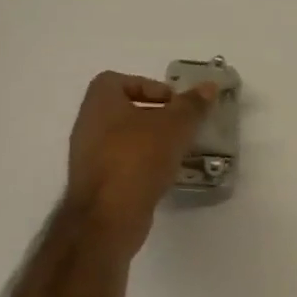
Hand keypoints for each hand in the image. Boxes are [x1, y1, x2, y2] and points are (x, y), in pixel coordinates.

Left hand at [62, 72, 213, 247]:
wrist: (109, 216)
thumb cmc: (139, 157)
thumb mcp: (176, 125)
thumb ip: (193, 104)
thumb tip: (209, 86)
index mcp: (100, 103)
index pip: (117, 80)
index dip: (146, 86)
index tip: (172, 103)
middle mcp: (87, 126)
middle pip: (123, 110)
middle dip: (154, 116)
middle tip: (180, 126)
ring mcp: (88, 157)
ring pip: (123, 139)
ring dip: (150, 142)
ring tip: (177, 152)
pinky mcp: (95, 184)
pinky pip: (122, 164)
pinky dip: (142, 165)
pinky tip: (163, 175)